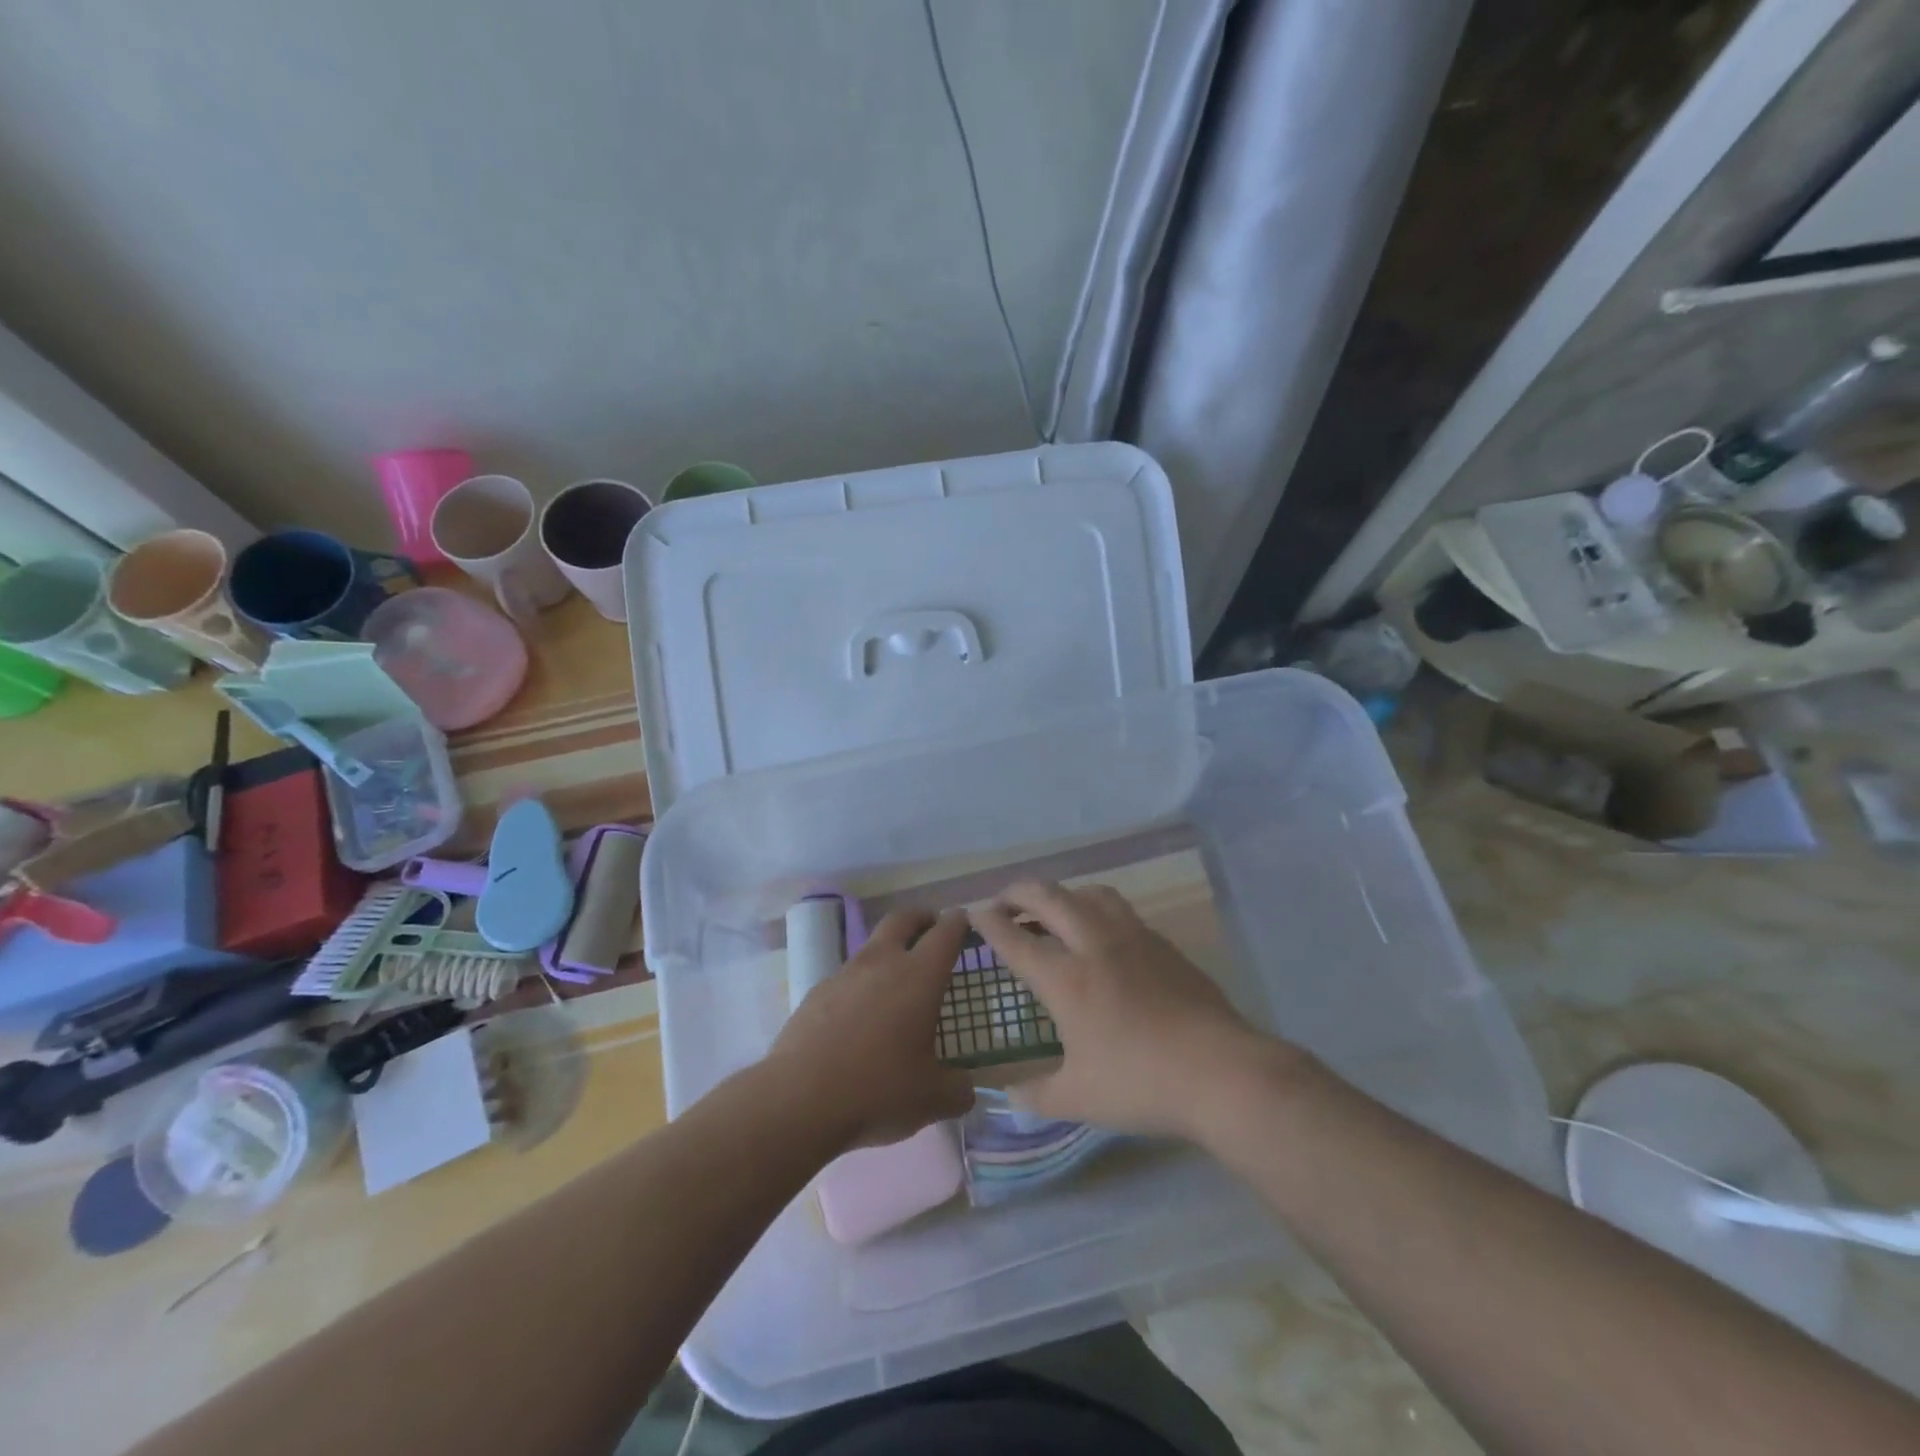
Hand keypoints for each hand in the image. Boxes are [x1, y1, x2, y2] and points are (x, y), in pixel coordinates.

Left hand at [765, 908, 976, 1152]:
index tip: (964, 921)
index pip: (945, 933)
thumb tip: (966, 1089)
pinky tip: (860, 1016)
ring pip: (871, 946)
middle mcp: (882, 963)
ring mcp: (844, 974)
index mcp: (919, 976)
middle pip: (902, 919)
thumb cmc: (878, 1089)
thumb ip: (957, 1090)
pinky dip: (861, 984)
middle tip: (931, 927)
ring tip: (897, 980)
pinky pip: (846, 977)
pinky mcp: (816, 992)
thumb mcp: (931, 1098)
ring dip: (888, 950)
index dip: (958, 923)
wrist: (799, 1098)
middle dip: (920, 917)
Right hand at [971, 880, 1282, 1138]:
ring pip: (1090, 894)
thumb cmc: (1141, 1084)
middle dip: (1019, 892)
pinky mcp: (1163, 944)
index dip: (990, 923)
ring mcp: (1133, 938)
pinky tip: (1102, 934)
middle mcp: (1095, 945)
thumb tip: (1007, 1096)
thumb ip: (1036, 1095)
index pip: (1016, 940)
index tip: (974, 913)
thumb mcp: (1079, 1099)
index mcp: (1067, 979)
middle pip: (1049, 898)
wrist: (1220, 1071)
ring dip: (1063, 893)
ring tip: (1053, 909)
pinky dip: (1097, 909)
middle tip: (1003, 900)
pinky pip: (1121, 911)